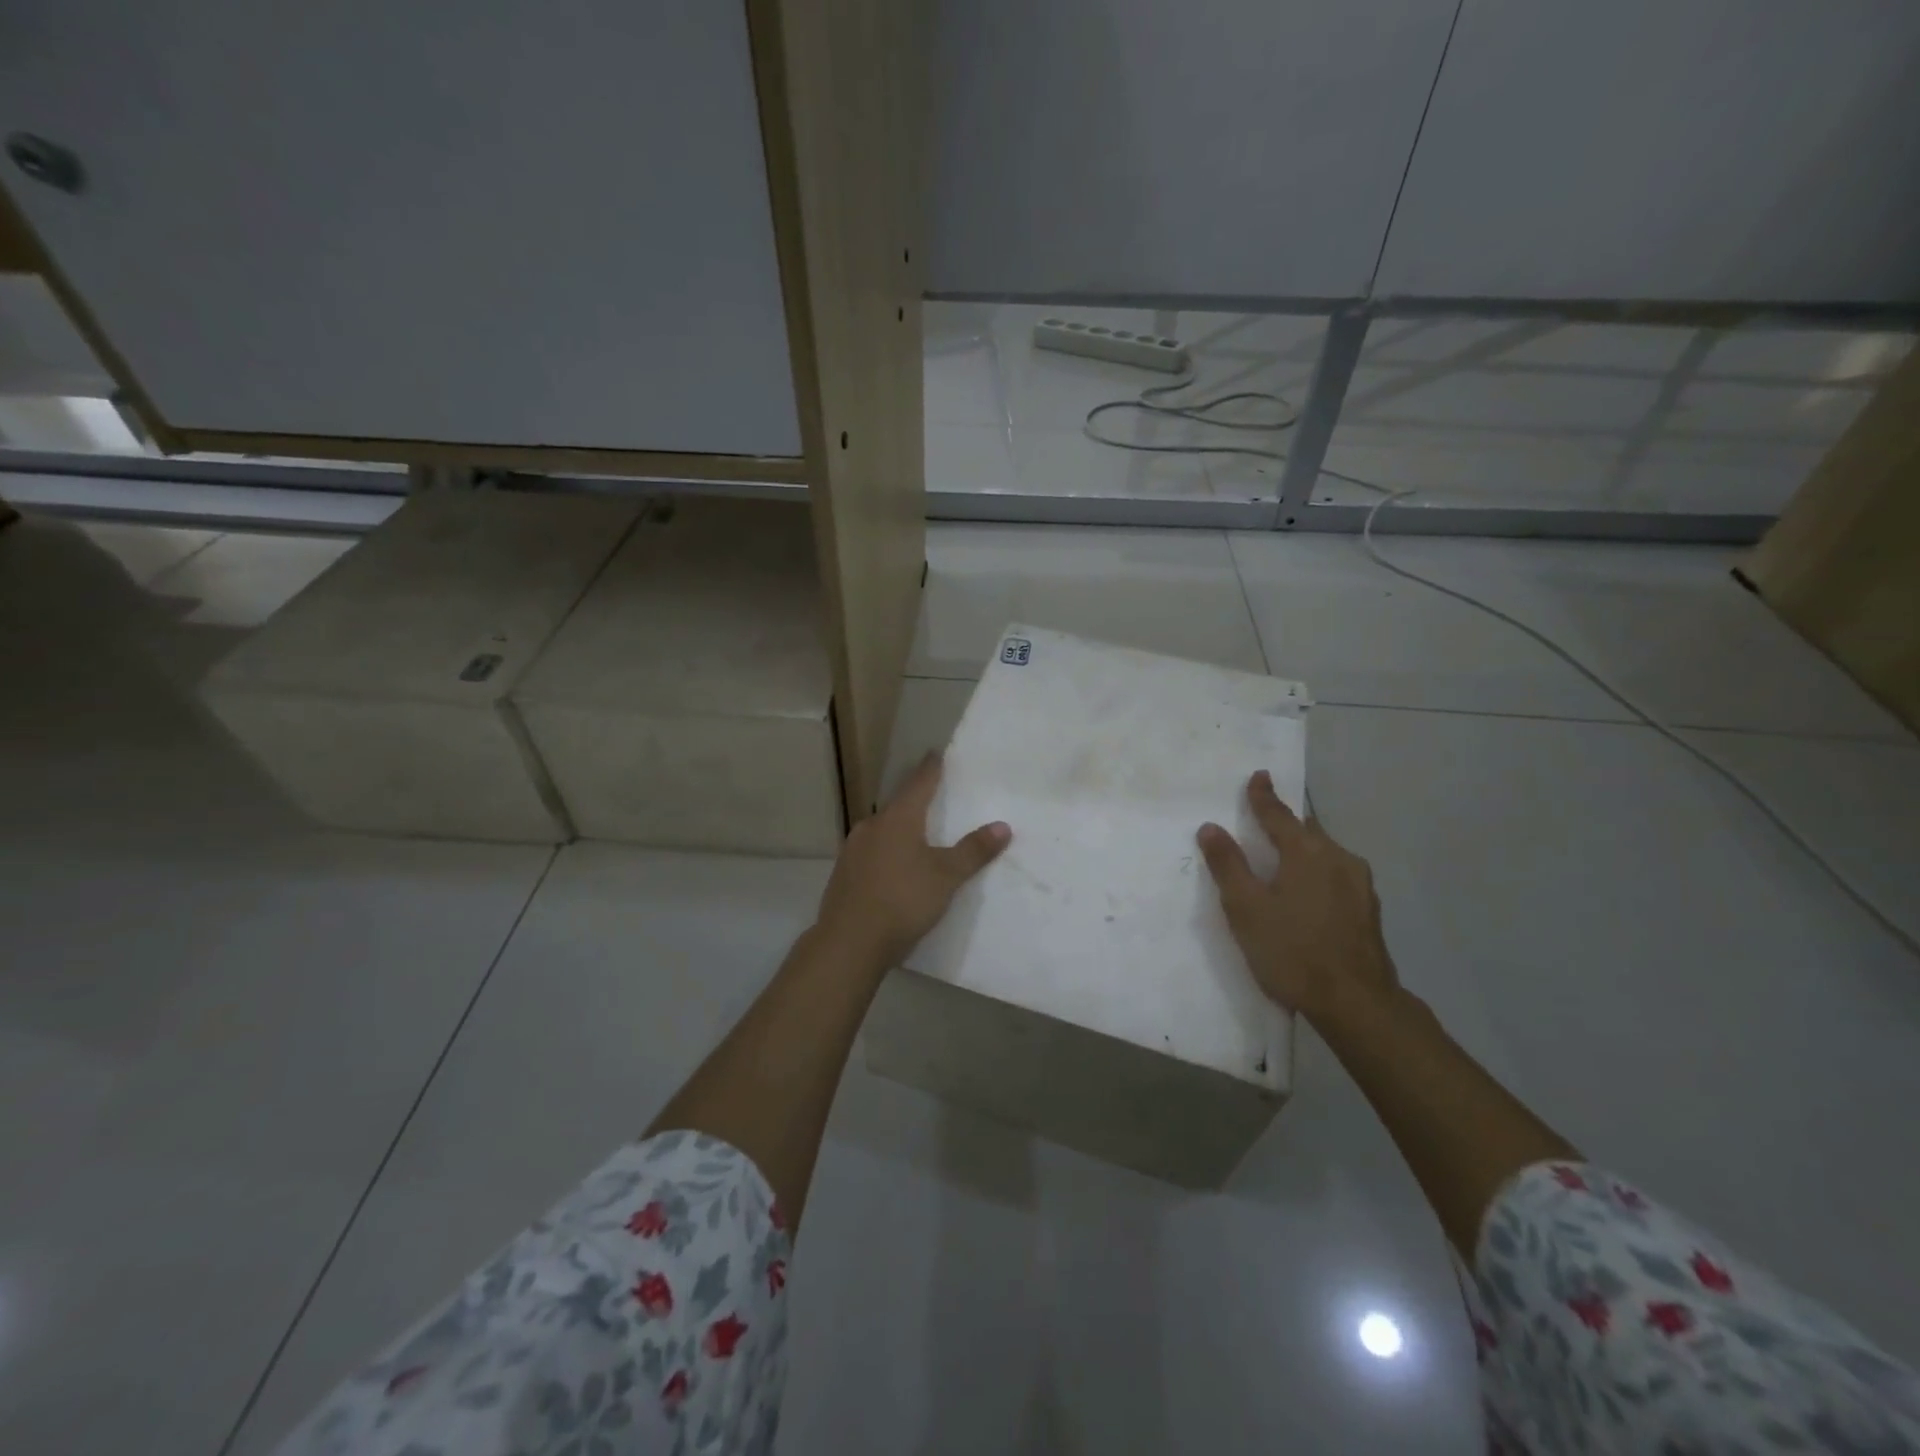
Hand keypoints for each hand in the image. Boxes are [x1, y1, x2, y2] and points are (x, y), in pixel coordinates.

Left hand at [813, 752, 1010, 972]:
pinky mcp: (843, 875)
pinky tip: (894, 870)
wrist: (848, 943)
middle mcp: (871, 826)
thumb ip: (973, 851)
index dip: (930, 769)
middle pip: (898, 807)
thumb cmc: (902, 901)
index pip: (918, 783)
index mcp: (897, 819)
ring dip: (899, 831)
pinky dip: (886, 854)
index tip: (936, 754)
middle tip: (933, 799)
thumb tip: (1003, 826)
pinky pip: (871, 854)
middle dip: (915, 803)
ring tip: (917, 837)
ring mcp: (852, 851)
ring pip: (882, 831)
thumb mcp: (946, 877)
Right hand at [1197, 770, 1397, 1024]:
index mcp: (1307, 852)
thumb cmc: (1292, 951)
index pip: (1279, 814)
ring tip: (1284, 860)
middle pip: (1308, 831)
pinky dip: (1318, 873)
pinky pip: (1337, 876)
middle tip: (1266, 820)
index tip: (1258, 776)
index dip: (1263, 796)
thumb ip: (1228, 865)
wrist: (1356, 1003)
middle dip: (1287, 823)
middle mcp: (1339, 858)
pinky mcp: (1369, 910)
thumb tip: (1211, 827)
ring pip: (1326, 854)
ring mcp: (1360, 885)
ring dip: (1304, 850)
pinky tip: (1308, 894)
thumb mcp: (1246, 908)